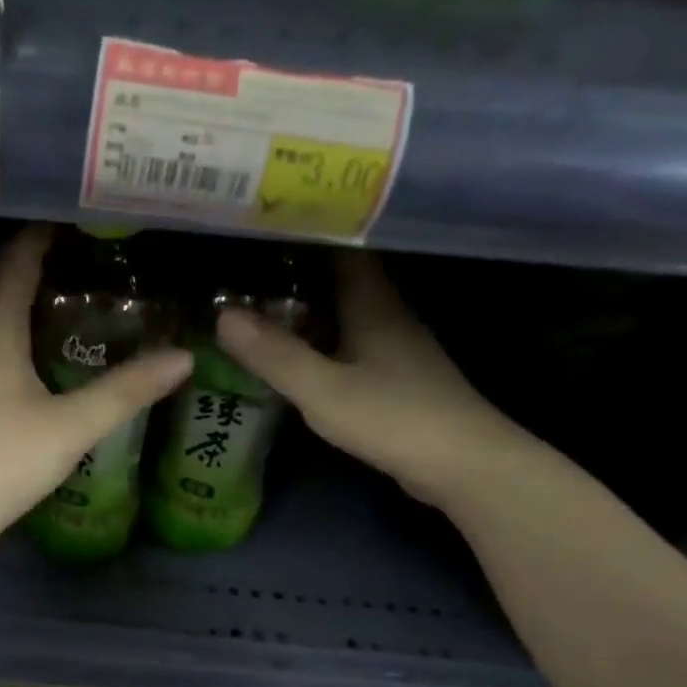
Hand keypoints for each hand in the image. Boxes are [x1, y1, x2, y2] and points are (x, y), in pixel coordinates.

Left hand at [0, 226, 191, 557]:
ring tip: (55, 295)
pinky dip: (10, 339)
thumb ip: (126, 391)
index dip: (35, 237)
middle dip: (20, 262)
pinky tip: (34, 359)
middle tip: (63, 252)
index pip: (11, 267)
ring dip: (12, 301)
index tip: (66, 215)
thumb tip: (183, 357)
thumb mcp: (71, 426)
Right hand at [215, 250, 536, 509]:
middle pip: (340, 277)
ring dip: (307, 305)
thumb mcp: (322, 390)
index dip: (308, 229)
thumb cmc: (394, 417)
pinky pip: (349, 341)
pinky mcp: (396, 376)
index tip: (266, 221)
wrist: (464, 464)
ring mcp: (395, 346)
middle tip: (246, 264)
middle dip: (296, 269)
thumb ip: (274, 354)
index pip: (342, 246)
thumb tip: (222, 315)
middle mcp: (386, 314)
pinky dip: (320, 338)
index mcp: (372, 302)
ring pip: (345, 311)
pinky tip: (295, 350)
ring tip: (258, 301)